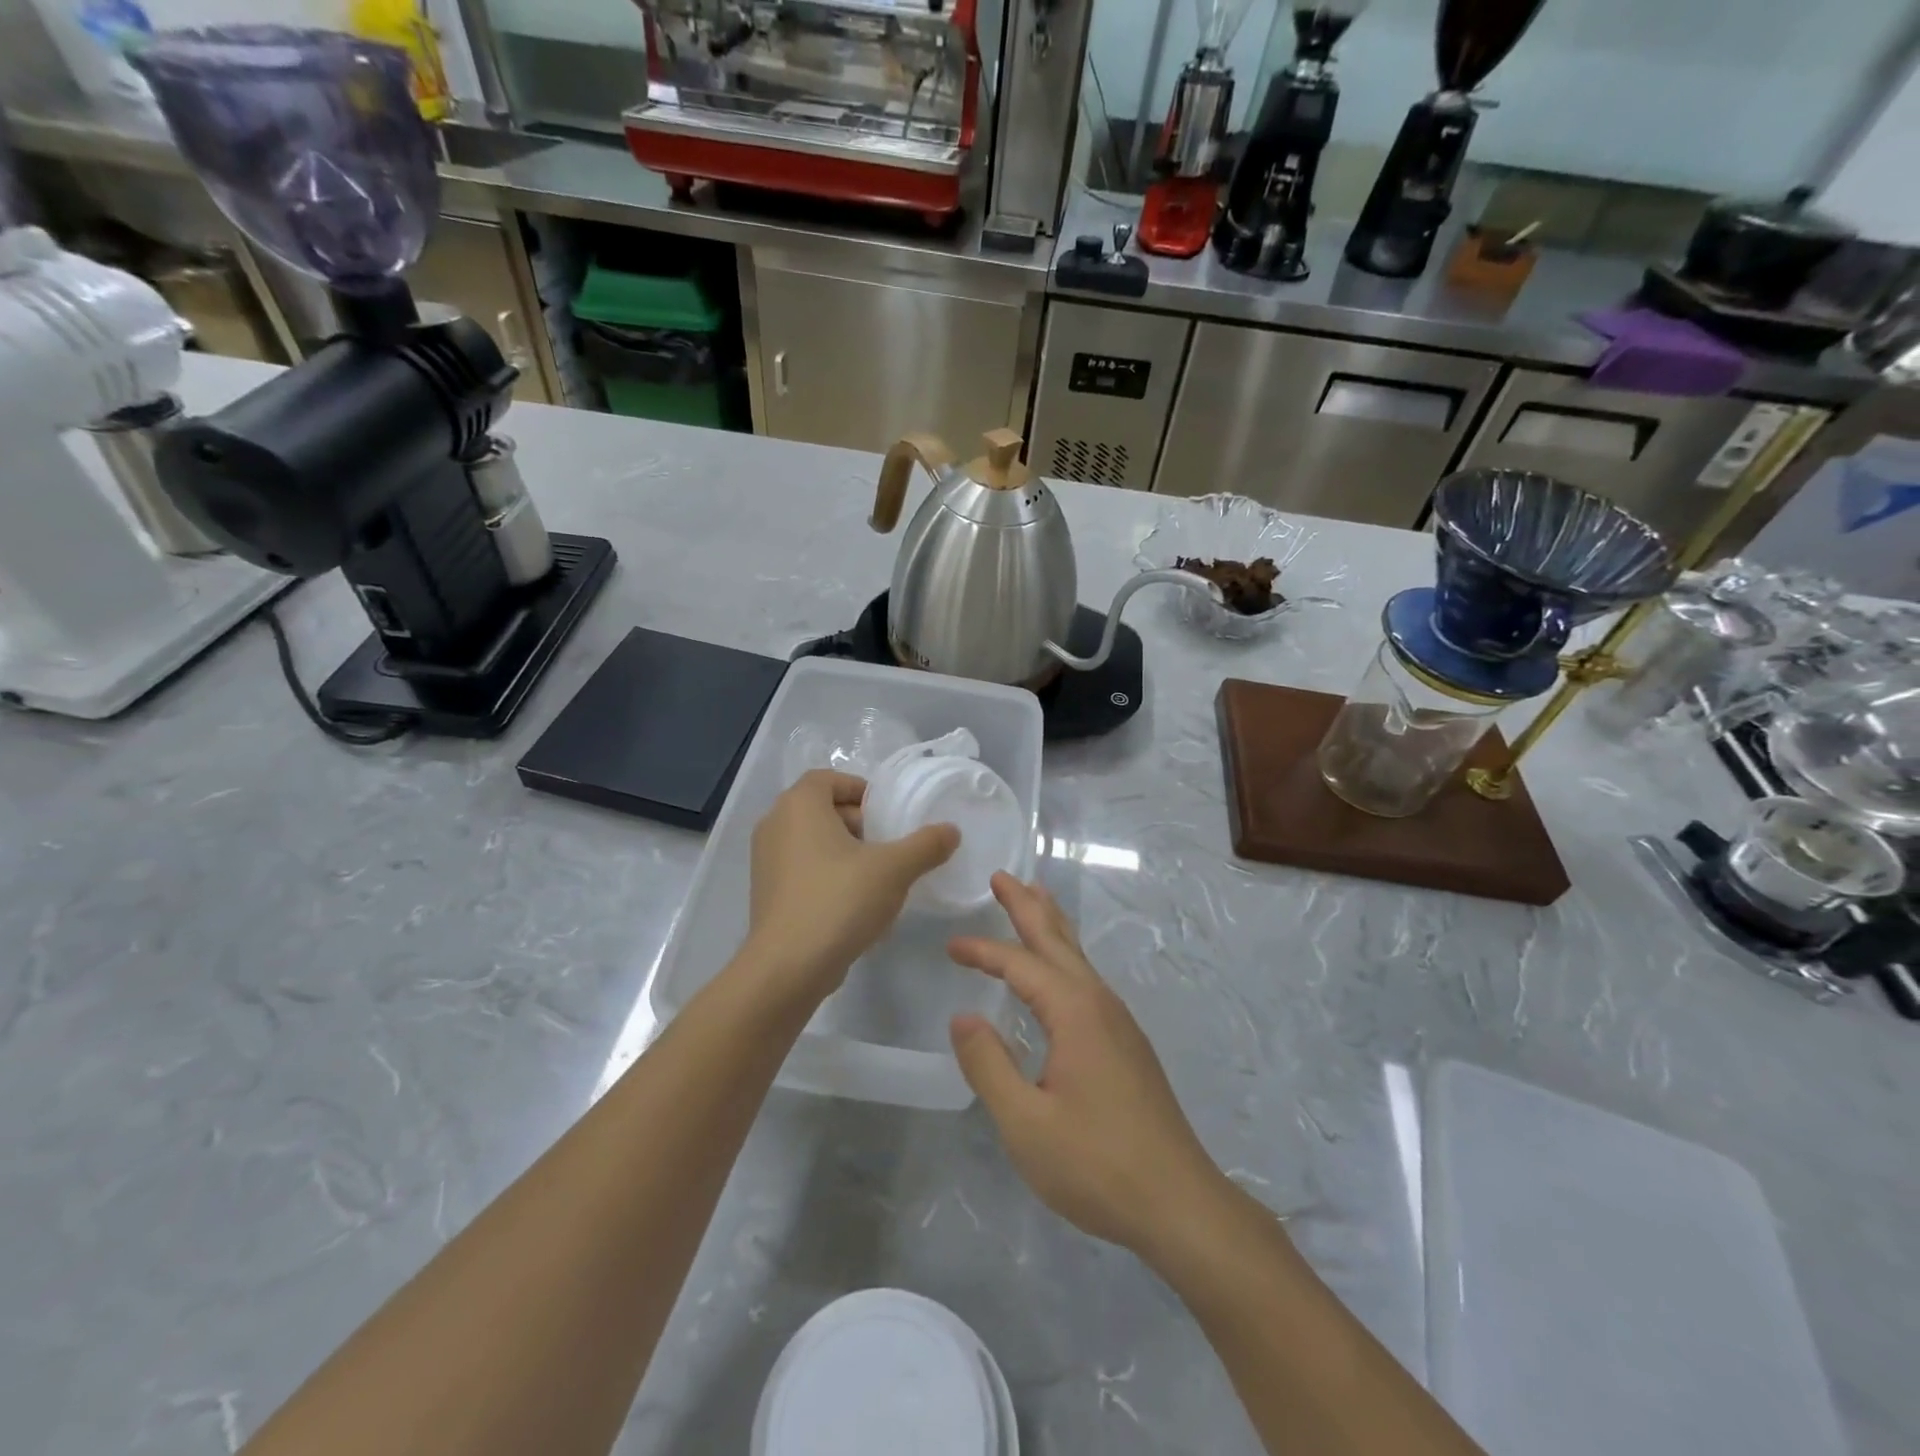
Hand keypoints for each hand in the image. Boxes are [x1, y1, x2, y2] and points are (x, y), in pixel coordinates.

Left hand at [745, 770, 958, 1000]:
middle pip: (822, 809)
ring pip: (812, 841)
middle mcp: (775, 824)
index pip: (829, 778)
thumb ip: (926, 845)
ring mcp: (765, 860)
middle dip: (858, 824)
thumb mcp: (894, 869)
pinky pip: (802, 869)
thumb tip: (951, 831)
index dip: (861, 791)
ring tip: (877, 878)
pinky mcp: (766, 892)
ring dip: (845, 852)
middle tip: (888, 846)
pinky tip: (854, 905)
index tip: (888, 815)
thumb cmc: (839, 900)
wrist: (788, 967)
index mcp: (799, 805)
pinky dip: (828, 876)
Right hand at [947, 873, 1230, 1264]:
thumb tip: (962, 1017)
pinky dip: (1064, 958)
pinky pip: (1087, 980)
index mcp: (1074, 1012)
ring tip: (1034, 900)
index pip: (1020, 965)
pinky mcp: (1127, 1044)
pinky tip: (1060, 974)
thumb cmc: (1097, 1164)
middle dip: (1028, 906)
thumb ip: (989, 1065)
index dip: (983, 952)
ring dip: (1051, 926)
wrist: (1180, 1203)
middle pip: (1057, 941)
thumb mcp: (1026, 1123)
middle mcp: (1099, 1003)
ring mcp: (1119, 1022)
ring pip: (1078, 958)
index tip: (950, 946)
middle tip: (1003, 876)